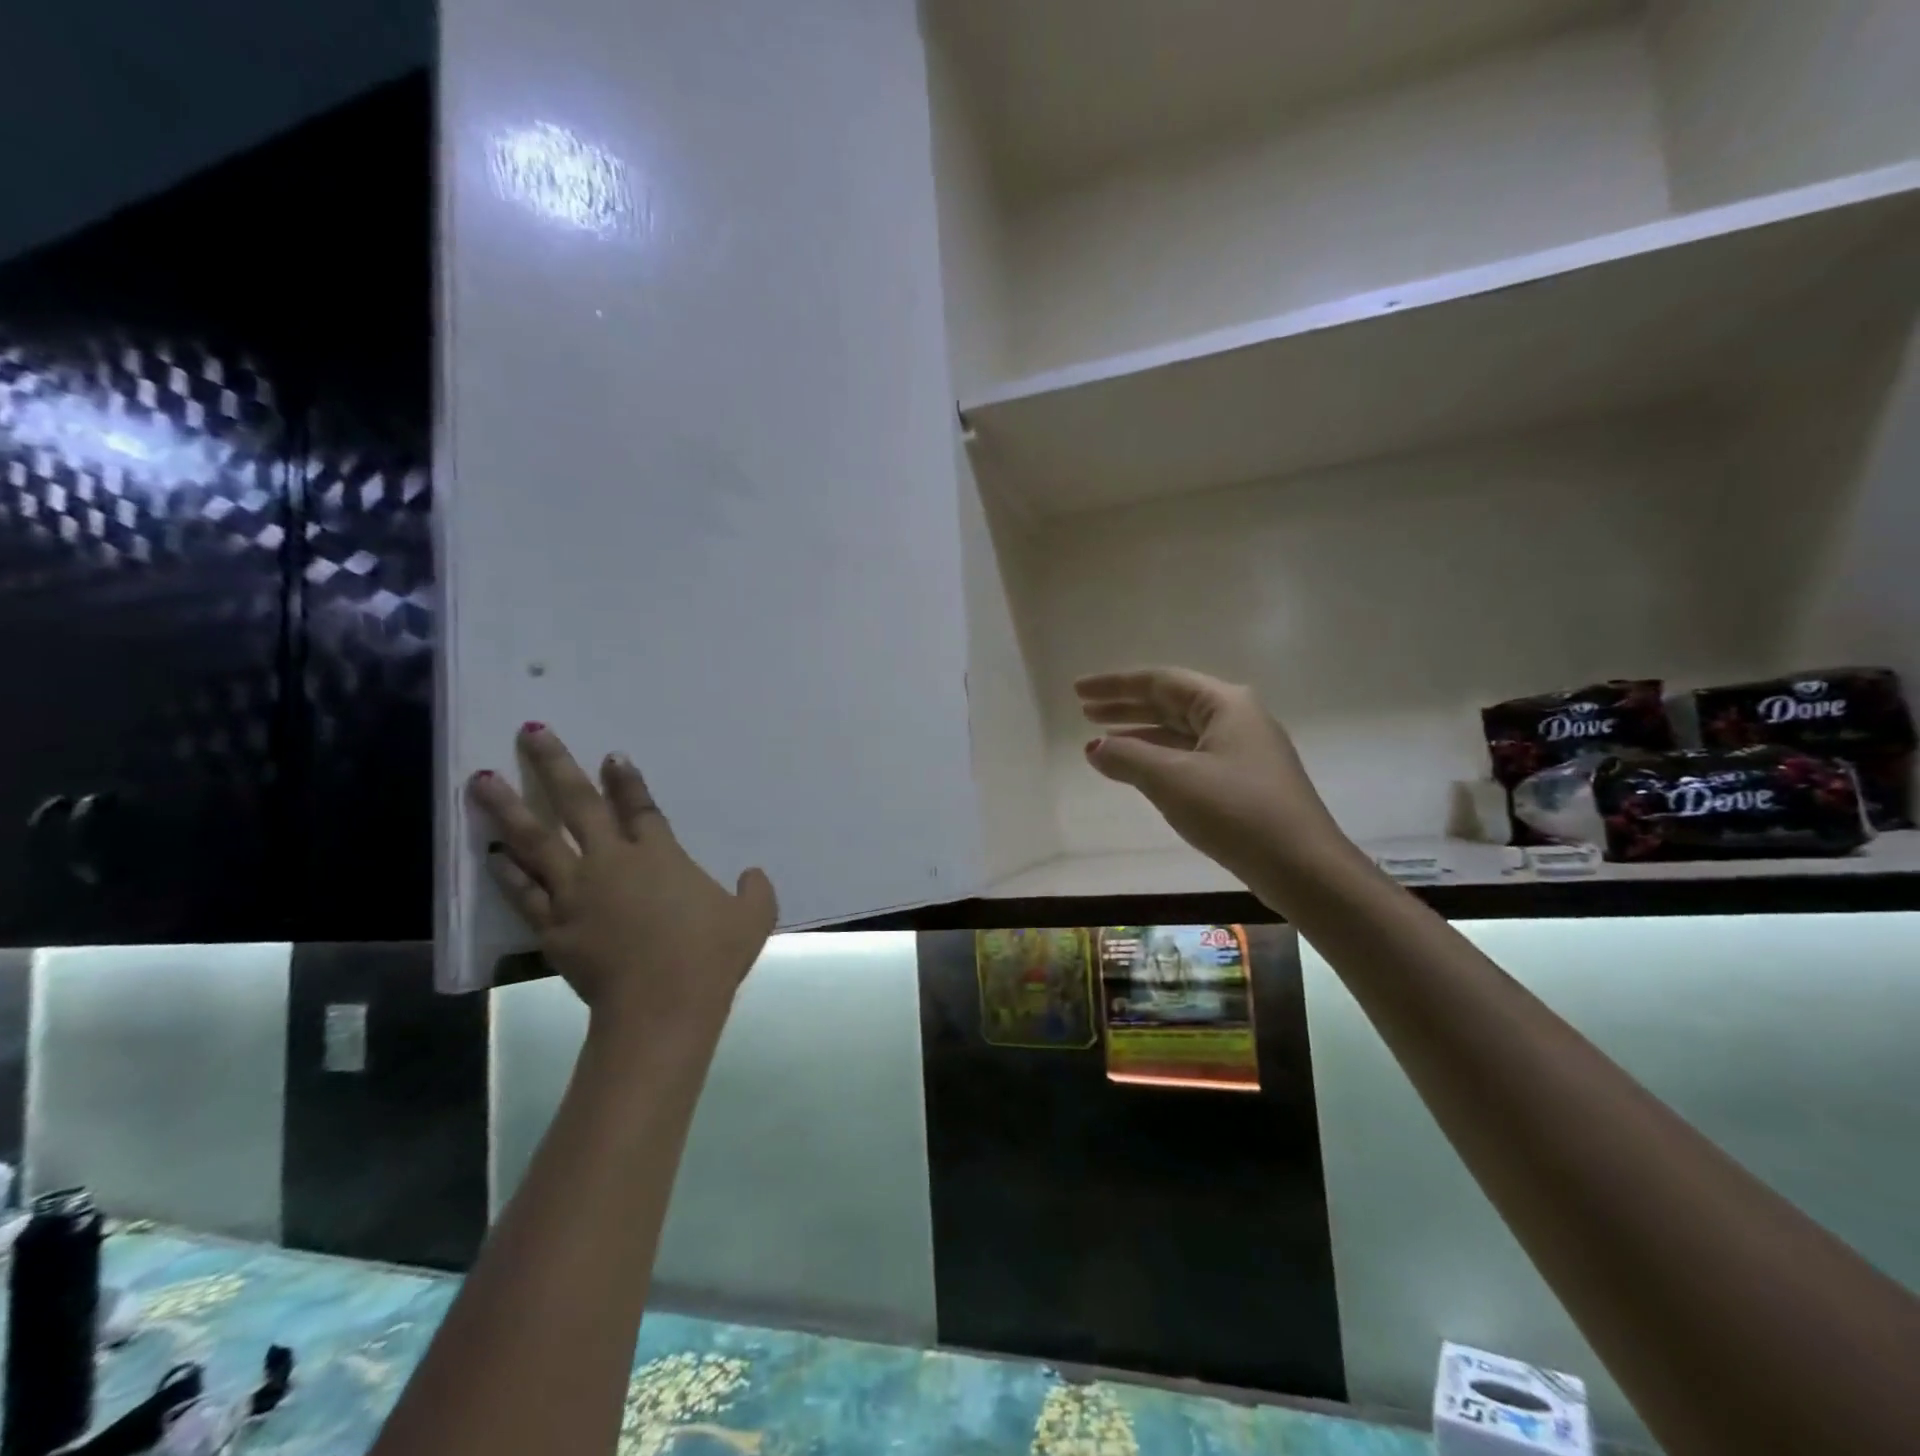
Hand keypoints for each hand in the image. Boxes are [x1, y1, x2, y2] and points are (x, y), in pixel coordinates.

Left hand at [468, 724, 777, 1035]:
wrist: (662, 1006)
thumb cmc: (710, 956)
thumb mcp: (753, 918)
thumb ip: (755, 890)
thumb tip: (752, 875)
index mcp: (659, 856)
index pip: (639, 807)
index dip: (626, 779)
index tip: (611, 755)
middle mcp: (612, 863)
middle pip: (578, 805)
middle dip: (555, 766)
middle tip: (531, 733)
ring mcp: (576, 893)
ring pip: (535, 841)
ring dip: (507, 808)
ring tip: (480, 780)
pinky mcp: (554, 927)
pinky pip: (523, 892)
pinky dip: (505, 872)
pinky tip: (489, 854)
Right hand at [1077, 668, 1355, 904]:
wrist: (1302, 867)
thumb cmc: (1236, 812)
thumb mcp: (1172, 780)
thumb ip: (1127, 757)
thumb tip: (1094, 748)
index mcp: (1224, 703)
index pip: (1159, 681)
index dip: (1114, 684)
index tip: (1077, 690)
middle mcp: (1236, 718)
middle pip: (1170, 703)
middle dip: (1125, 707)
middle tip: (1084, 712)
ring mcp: (1243, 750)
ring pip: (1180, 732)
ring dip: (1140, 735)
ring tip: (1101, 742)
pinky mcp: (1243, 781)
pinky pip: (1190, 757)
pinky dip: (1159, 759)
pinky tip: (1137, 772)